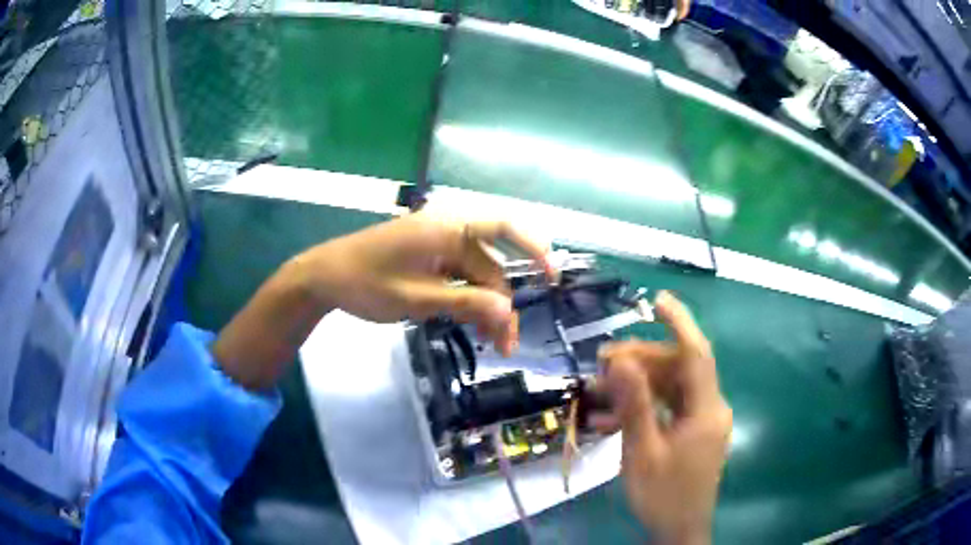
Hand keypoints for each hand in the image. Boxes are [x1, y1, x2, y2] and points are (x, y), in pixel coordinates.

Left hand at [213, 213, 551, 388]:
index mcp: (446, 227)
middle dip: (501, 304)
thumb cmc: (365, 283)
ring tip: (490, 344)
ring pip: (476, 277)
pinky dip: (467, 302)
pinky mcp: (428, 260)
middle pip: (490, 266)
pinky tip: (470, 325)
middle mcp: (448, 231)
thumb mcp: (416, 299)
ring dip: (485, 308)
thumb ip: (465, 303)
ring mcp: (437, 246)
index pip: (504, 226)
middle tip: (505, 344)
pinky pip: (458, 279)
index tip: (553, 277)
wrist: (323, 277)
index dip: (534, 248)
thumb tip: (508, 313)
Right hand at [593, 292, 730, 544]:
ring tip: (599, 390)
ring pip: (671, 389)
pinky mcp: (693, 433)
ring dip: (637, 386)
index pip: (697, 354)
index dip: (679, 323)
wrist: (679, 531)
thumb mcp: (643, 452)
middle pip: (679, 370)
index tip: (656, 300)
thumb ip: (634, 405)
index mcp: (706, 410)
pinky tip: (611, 418)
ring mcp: (703, 421)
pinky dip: (644, 408)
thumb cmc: (663, 495)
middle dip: (641, 361)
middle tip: (602, 363)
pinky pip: (669, 409)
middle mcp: (710, 409)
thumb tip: (621, 361)